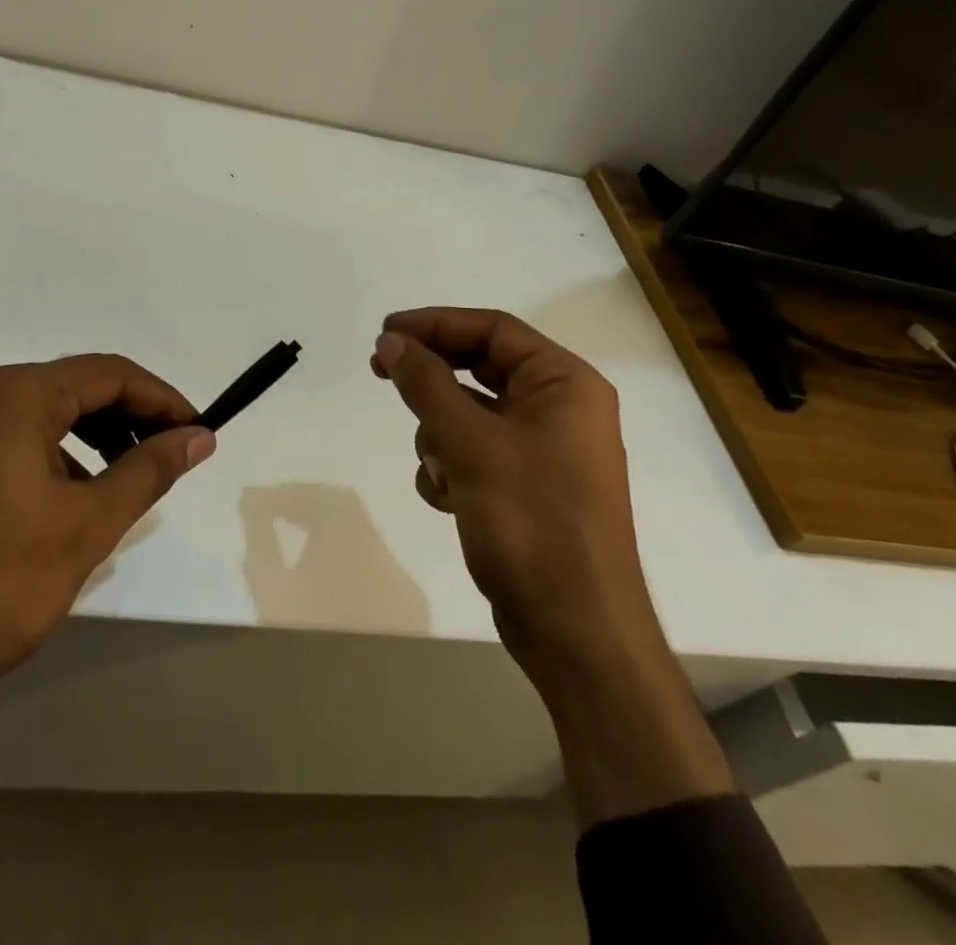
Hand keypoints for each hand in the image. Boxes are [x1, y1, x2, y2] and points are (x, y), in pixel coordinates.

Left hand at [0, 355, 214, 813]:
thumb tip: (199, 436)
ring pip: (53, 416)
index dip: (163, 399)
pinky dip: (64, 459)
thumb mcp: (86, 525)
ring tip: (131, 482)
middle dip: (134, 418)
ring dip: (100, 439)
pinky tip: (77, 504)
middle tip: (172, 457)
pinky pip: (24, 441)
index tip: (199, 432)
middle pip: (82, 388)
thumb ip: (148, 471)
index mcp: (19, 395)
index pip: (112, 374)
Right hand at [372, 308, 731, 822]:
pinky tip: (447, 498)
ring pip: (471, 413)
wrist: (575, 631)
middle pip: (480, 369)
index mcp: (564, 383)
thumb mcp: (470, 443)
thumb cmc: (530, 521)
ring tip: (438, 467)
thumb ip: (427, 384)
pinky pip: (476, 453)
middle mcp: (560, 408)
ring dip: (440, 434)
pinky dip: (452, 466)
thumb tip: (391, 341)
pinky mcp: (526, 487)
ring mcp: (544, 450)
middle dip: (432, 380)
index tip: (384, 333)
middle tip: (379, 372)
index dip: (434, 324)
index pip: (492, 329)